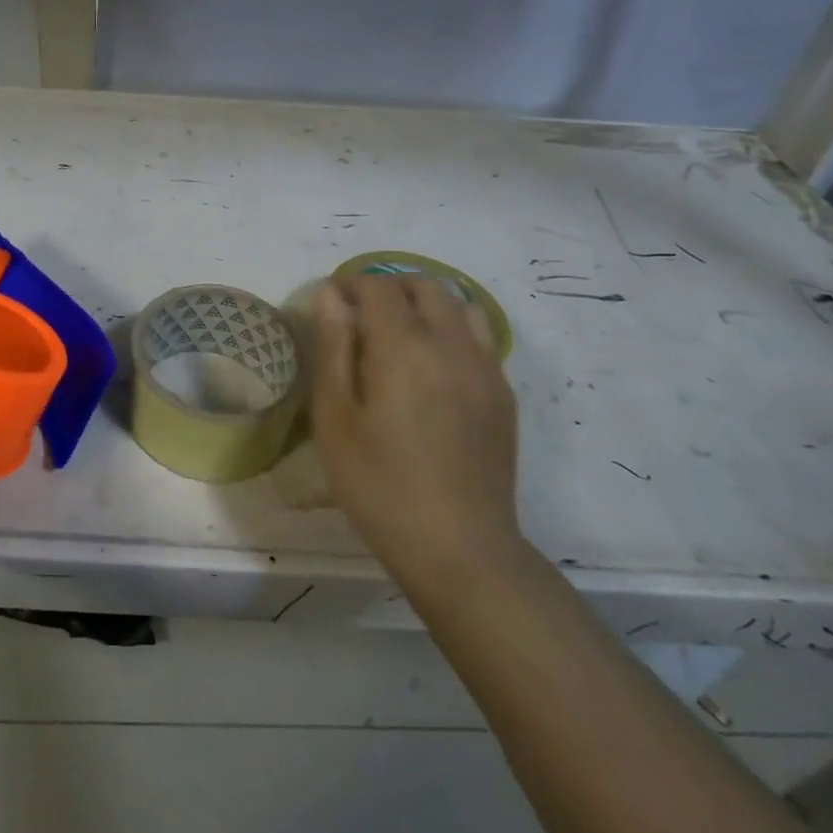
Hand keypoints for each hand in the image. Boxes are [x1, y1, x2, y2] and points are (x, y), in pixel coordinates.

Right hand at [311, 276, 522, 586]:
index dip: (349, 284)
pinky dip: (453, 330)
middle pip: (424, 285)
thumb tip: (330, 295)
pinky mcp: (503, 394)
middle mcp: (451, 344)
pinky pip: (480, 337)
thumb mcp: (335, 418)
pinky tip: (434, 367)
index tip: (329, 303)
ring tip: (400, 334)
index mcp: (404, 347)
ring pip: (460, 305)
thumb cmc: (380, 484)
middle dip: (389, 286)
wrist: (461, 549)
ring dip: (426, 304)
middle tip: (361, 315)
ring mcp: (485, 368)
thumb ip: (333, 348)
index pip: (378, 286)